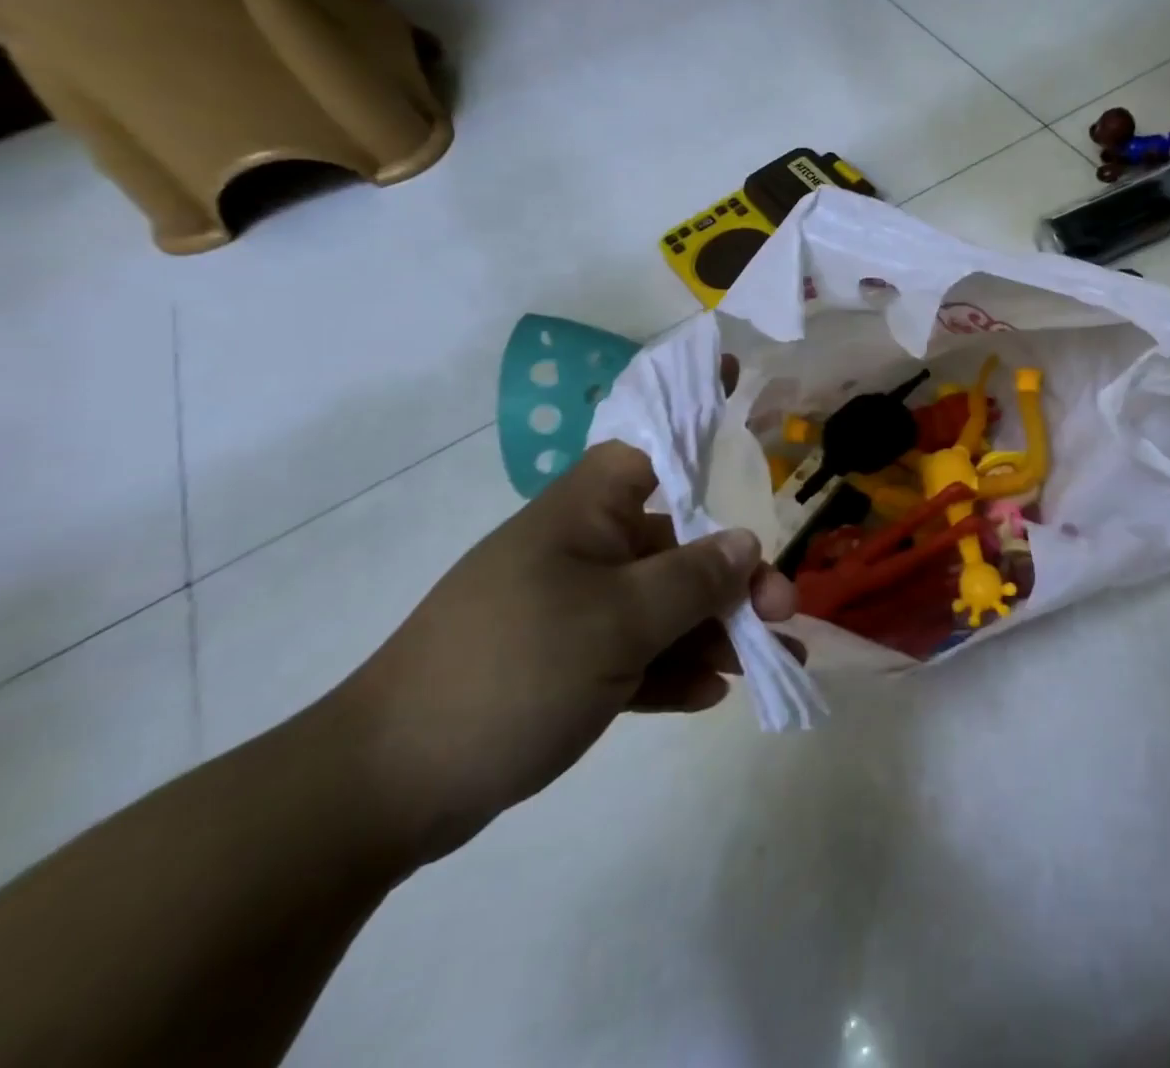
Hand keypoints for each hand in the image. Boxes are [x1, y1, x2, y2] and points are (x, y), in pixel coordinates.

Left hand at [330, 440, 798, 865]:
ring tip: (772, 666)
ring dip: (718, 630)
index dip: (694, 411)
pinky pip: (638, 653)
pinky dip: (675, 668)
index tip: (737, 381)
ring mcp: (575, 609)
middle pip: (678, 542)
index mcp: (585, 514)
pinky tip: (711, 696)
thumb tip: (745, 543)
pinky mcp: (567, 664)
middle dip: (734, 575)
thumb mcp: (617, 622)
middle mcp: (584, 551)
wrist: (387, 789)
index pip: (650, 443)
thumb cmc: (512, 670)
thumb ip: (692, 579)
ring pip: (665, 605)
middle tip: (782, 612)